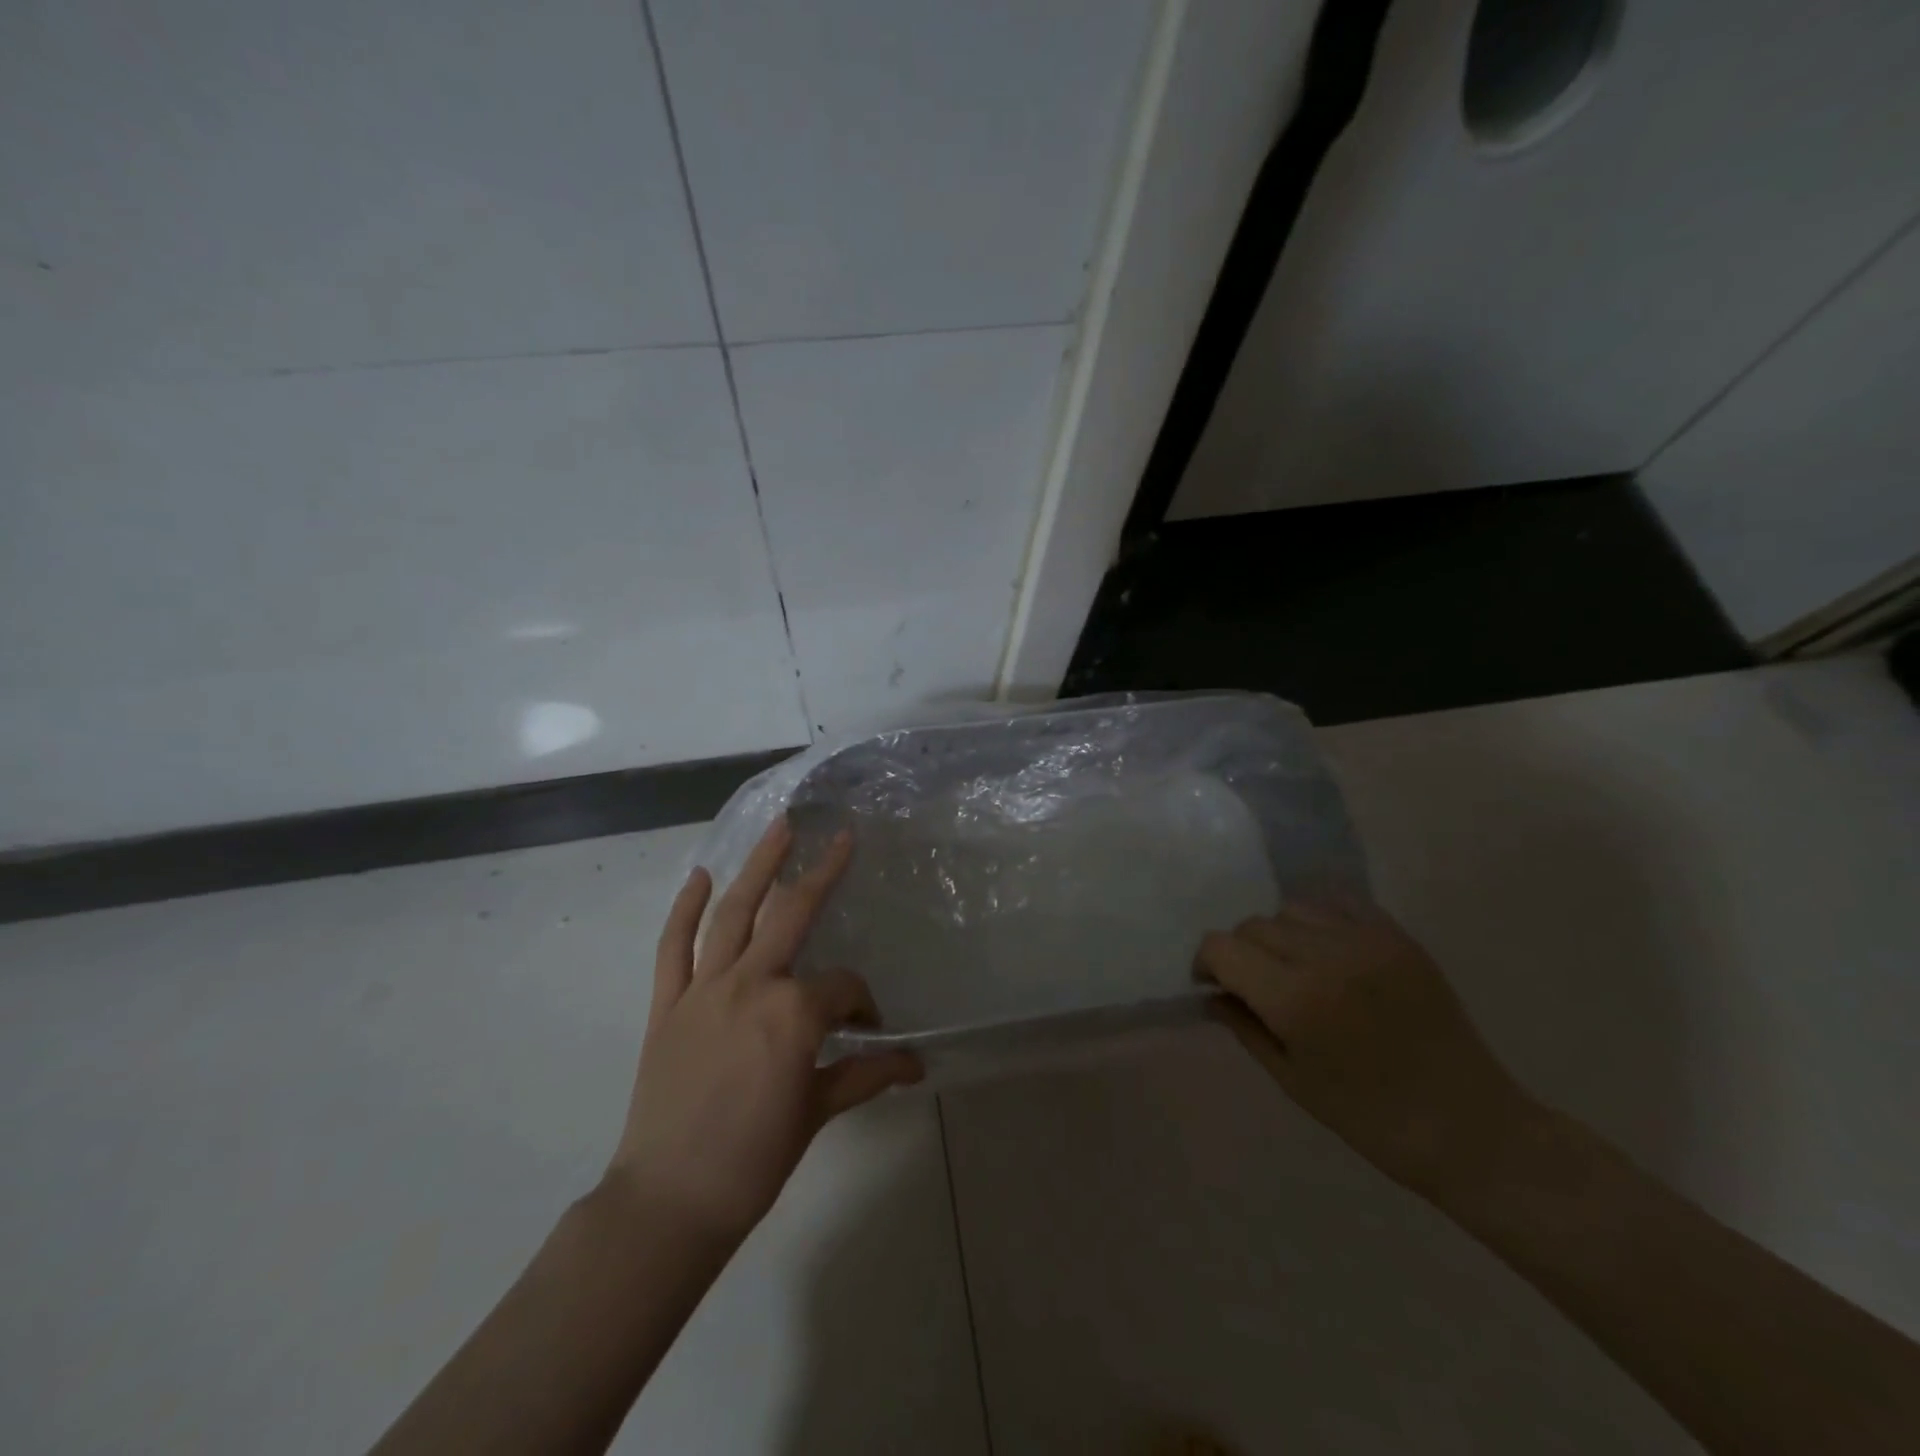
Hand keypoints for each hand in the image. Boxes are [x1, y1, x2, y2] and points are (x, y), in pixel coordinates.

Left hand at [604, 818, 922, 1244]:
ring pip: (733, 914)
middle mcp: (751, 984)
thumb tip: (915, 1064)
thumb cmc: (754, 1160)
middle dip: (821, 873)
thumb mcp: (818, 1112)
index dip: (863, 1003)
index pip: (843, 987)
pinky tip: (700, 877)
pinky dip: (685, 910)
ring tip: (778, 829)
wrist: (669, 1202)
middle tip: (839, 837)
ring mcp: (704, 989)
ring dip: (757, 867)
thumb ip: (866, 1074)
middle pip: (792, 915)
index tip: (869, 1026)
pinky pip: (674, 948)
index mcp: (794, 1012)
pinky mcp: (667, 1004)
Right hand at [1196, 900, 1535, 1199]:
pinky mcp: (1397, 937)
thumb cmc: (1371, 1118)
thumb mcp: (1292, 1080)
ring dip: (1280, 934)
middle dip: (1241, 952)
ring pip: (1292, 909)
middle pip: (1254, 925)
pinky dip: (1320, 922)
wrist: (1471, 1127)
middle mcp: (1326, 957)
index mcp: (1296, 1000)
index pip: (1222, 947)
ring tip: (1296, 967)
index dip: (1207, 962)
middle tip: (1255, 985)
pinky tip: (1329, 952)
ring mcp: (1366, 941)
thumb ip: (1244, 1026)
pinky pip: (1337, 904)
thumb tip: (1213, 993)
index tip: (1213, 984)